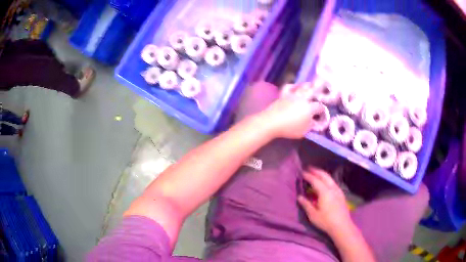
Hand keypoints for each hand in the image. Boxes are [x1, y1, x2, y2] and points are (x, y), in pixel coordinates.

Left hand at [259, 83, 318, 138]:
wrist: (271, 122)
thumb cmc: (289, 128)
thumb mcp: (303, 131)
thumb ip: (311, 126)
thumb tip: (315, 122)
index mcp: (309, 108)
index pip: (319, 107)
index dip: (322, 110)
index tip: (322, 113)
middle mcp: (302, 98)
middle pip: (312, 91)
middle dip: (318, 89)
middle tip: (322, 88)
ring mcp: (292, 94)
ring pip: (301, 86)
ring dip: (307, 85)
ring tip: (310, 85)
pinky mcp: (283, 94)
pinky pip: (289, 86)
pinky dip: (293, 85)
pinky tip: (294, 87)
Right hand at [298, 167, 352, 235]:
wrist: (342, 226)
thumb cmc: (326, 221)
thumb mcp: (313, 215)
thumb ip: (306, 204)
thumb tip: (300, 197)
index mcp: (325, 192)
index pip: (315, 180)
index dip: (308, 176)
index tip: (302, 172)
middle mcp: (332, 188)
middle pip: (324, 176)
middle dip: (316, 171)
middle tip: (309, 168)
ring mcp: (338, 191)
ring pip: (330, 178)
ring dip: (322, 175)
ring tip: (316, 174)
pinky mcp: (341, 195)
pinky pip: (333, 183)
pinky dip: (327, 180)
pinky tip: (325, 184)